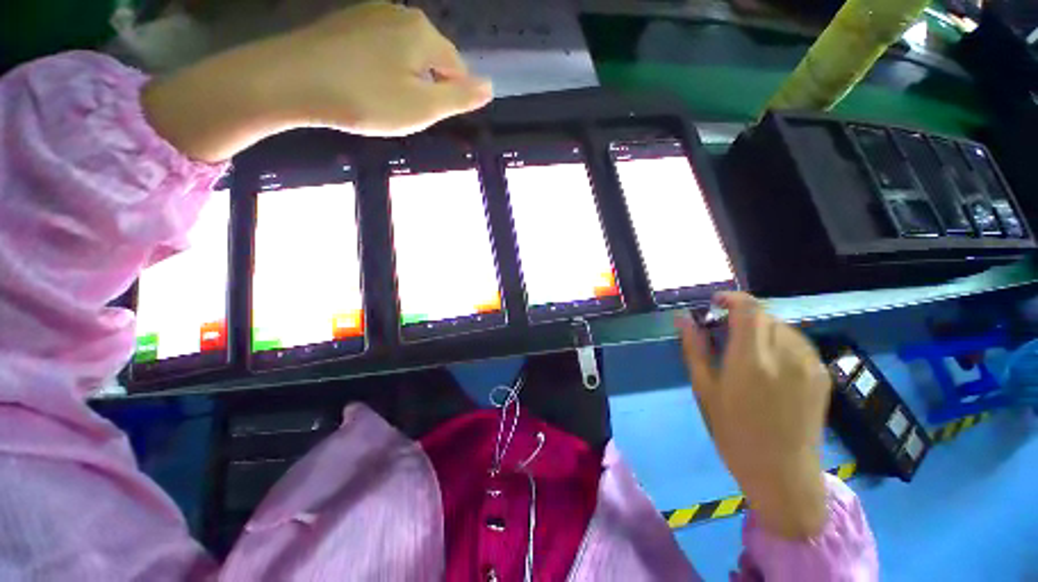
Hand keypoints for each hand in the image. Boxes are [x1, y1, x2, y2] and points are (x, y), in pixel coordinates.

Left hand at [143, 2, 491, 161]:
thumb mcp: (423, 108)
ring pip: (408, 53)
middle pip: (433, 58)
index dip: (451, 97)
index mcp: (425, 34)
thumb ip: (460, 98)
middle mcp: (403, 14)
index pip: (458, 68)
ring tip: (386, 101)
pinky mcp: (350, 22)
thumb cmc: (366, 98)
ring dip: (407, 79)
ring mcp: (374, 14)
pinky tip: (367, 84)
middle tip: (406, 112)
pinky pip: (383, 48)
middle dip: (429, 86)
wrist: (292, 80)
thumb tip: (489, 86)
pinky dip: (384, 69)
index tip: (430, 116)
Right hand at [676, 292, 830, 538]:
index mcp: (752, 359)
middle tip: (724, 333)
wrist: (783, 472)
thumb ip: (695, 348)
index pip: (748, 309)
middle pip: (764, 315)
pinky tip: (770, 364)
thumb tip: (683, 319)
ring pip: (782, 326)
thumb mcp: (705, 389)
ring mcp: (809, 363)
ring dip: (761, 329)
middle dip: (741, 317)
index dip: (731, 298)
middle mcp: (785, 354)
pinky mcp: (822, 374)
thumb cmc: (733, 432)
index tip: (715, 303)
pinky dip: (779, 341)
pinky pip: (798, 342)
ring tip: (747, 351)